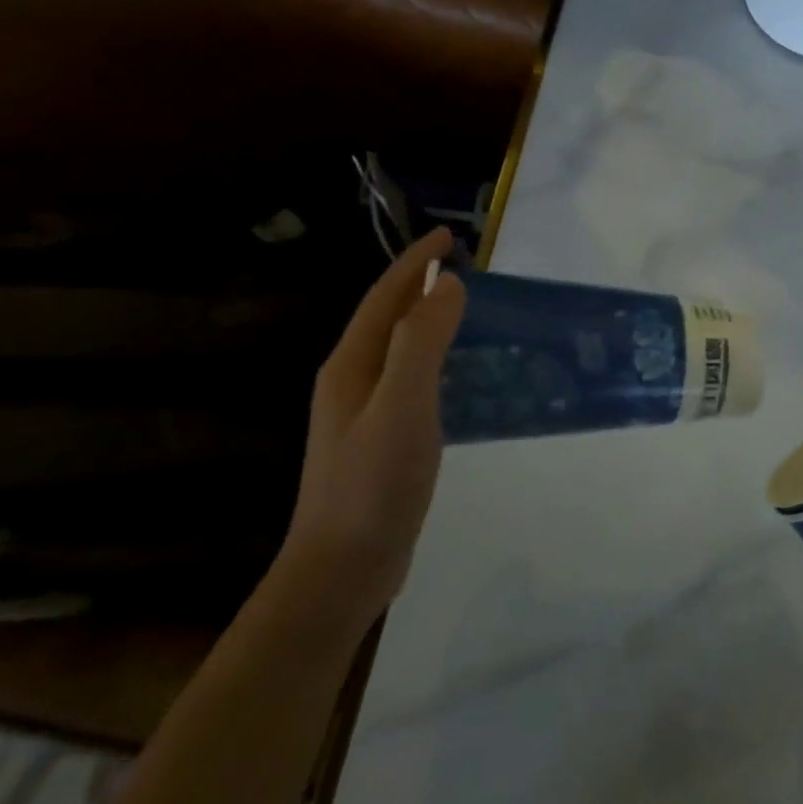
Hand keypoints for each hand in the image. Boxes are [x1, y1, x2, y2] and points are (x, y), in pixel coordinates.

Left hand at [281, 228, 466, 628]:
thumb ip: (423, 343)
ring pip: (397, 347)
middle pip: (386, 316)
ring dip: (424, 317)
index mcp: (351, 365)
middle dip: (418, 282)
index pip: (386, 296)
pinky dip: (431, 355)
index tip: (449, 234)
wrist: (342, 569)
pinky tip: (452, 371)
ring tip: (460, 305)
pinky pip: (408, 376)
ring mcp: (362, 412)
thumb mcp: (402, 407)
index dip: (415, 261)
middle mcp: (351, 380)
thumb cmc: (373, 484)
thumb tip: (448, 283)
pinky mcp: (378, 438)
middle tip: (460, 263)